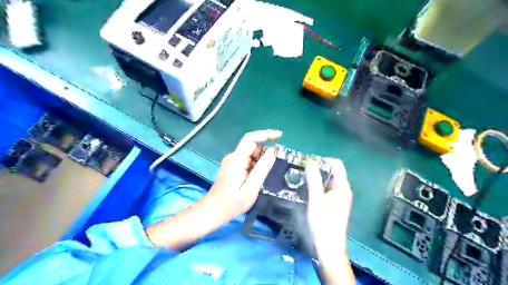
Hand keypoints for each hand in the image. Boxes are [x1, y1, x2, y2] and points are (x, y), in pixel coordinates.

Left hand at [204, 130, 281, 223]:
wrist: (214, 211)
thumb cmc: (232, 203)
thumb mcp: (251, 188)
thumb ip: (262, 169)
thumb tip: (272, 152)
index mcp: (237, 159)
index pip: (251, 139)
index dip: (266, 134)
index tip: (280, 136)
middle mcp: (233, 157)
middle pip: (252, 146)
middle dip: (266, 151)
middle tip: (276, 164)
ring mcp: (232, 161)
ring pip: (251, 153)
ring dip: (261, 160)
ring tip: (265, 175)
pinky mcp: (233, 166)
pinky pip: (248, 160)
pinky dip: (256, 164)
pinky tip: (258, 177)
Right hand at [303, 159, 353, 283]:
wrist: (328, 247)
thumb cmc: (323, 223)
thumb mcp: (316, 200)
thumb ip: (313, 179)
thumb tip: (310, 160)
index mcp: (342, 187)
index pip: (336, 164)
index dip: (323, 160)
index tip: (307, 163)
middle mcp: (343, 189)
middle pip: (331, 171)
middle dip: (317, 168)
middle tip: (301, 169)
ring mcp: (338, 197)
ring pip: (327, 180)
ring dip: (315, 177)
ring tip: (300, 177)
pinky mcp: (333, 204)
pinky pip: (325, 188)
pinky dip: (316, 185)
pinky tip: (305, 189)